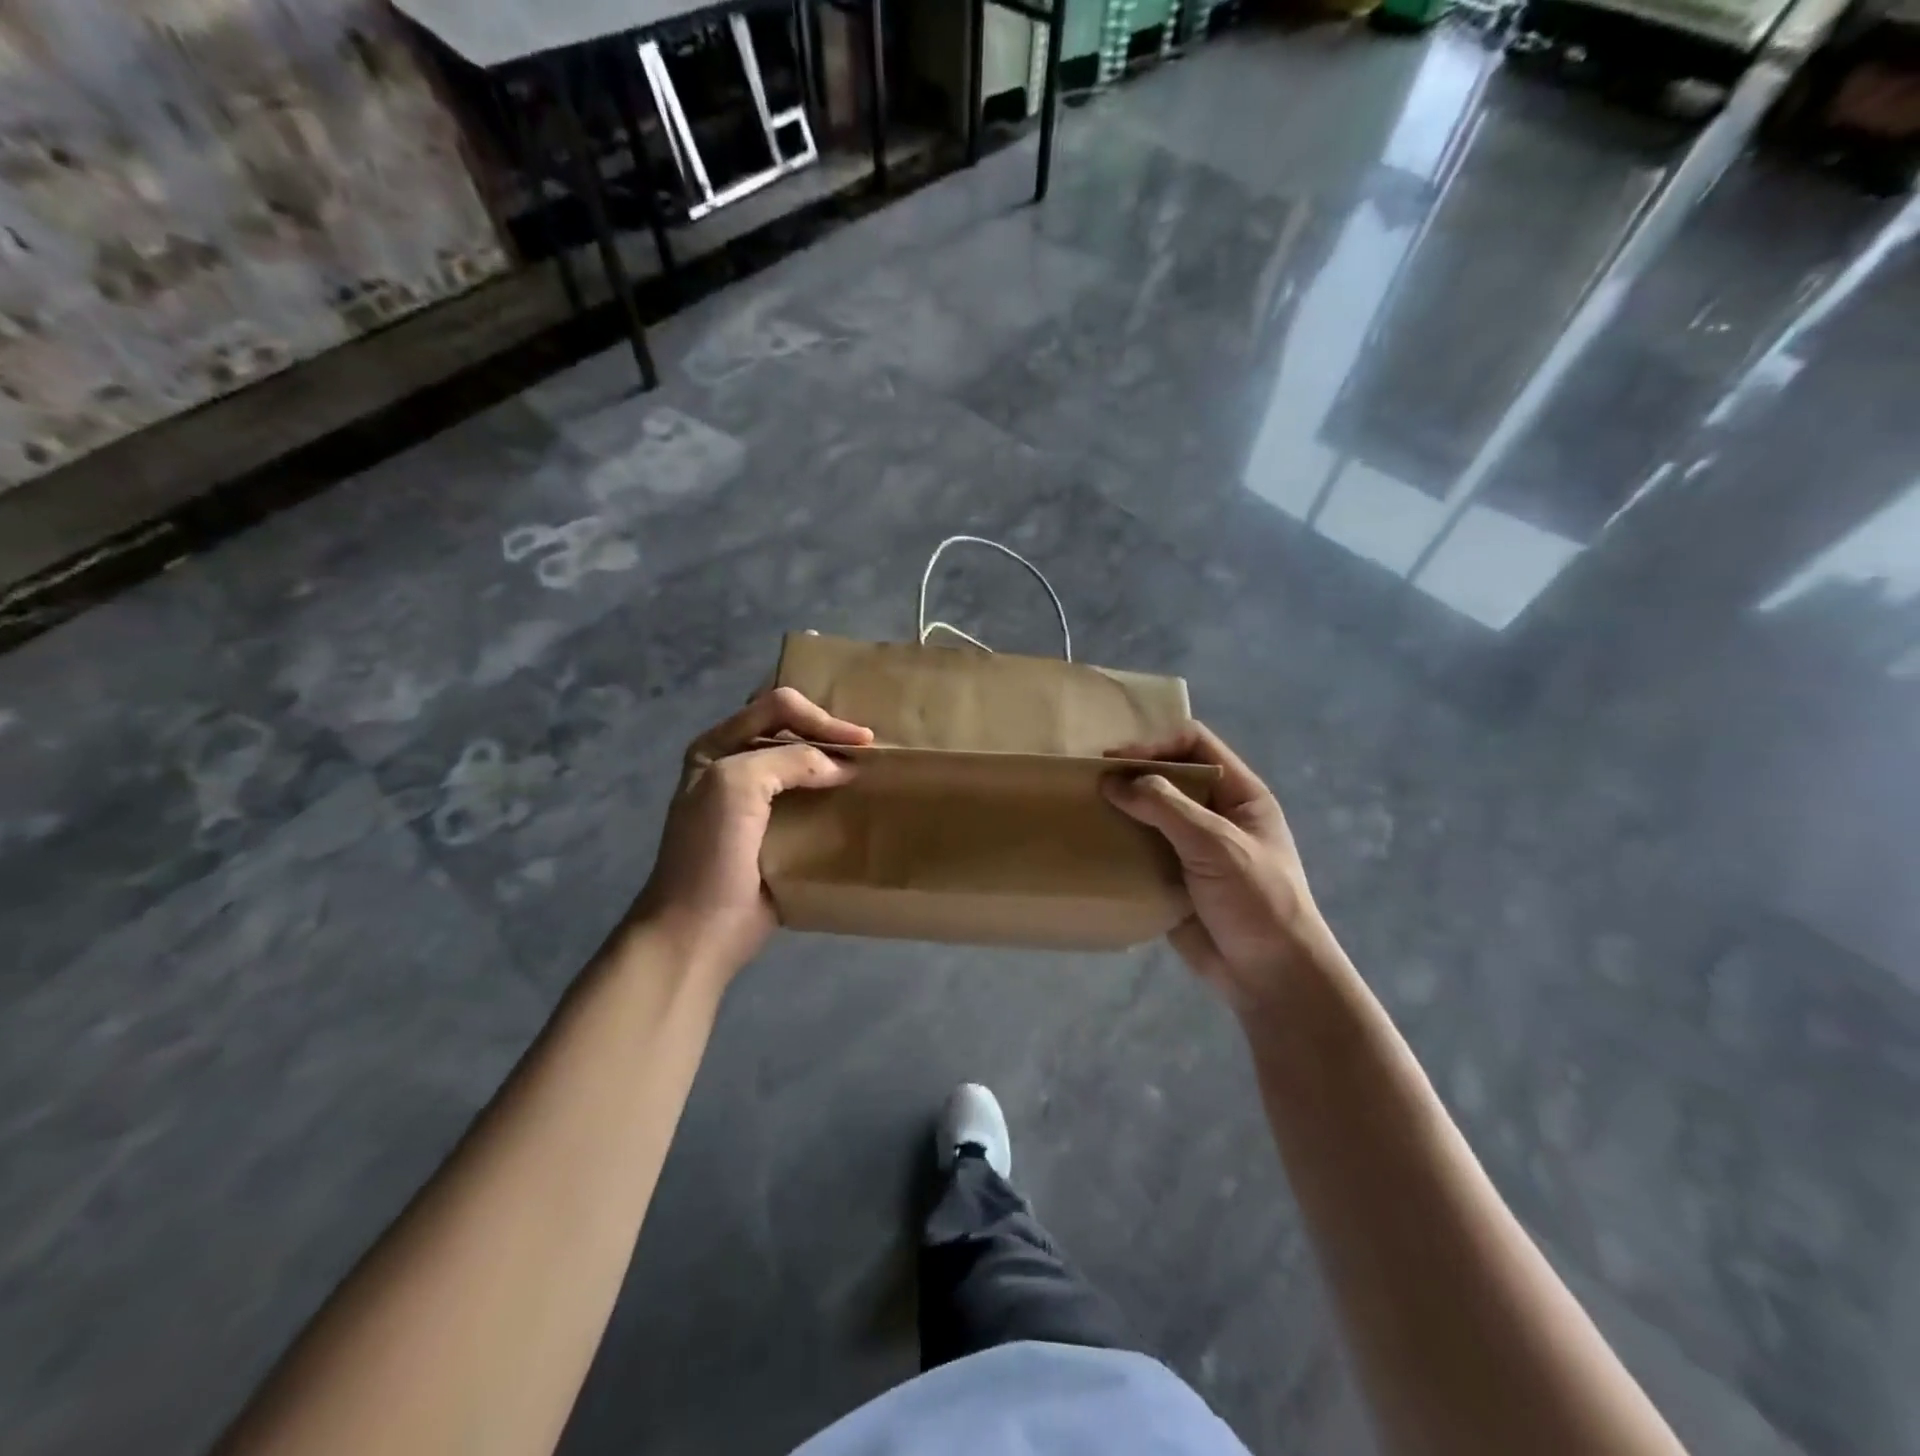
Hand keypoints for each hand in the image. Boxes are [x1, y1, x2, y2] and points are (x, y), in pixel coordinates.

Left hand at [634, 686, 872, 978]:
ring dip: (834, 763)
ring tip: (871, 770)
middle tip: (870, 749)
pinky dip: (834, 795)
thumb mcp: (736, 785)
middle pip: (791, 730)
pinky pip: (810, 801)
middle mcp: (735, 766)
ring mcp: (756, 801)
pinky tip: (857, 801)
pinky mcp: (777, 832)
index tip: (859, 742)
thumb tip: (841, 769)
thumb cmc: (710, 851)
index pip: (777, 708)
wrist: (699, 928)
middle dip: (830, 732)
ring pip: (803, 765)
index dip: (820, 718)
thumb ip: (789, 760)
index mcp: (717, 746)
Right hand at [1104, 724, 1333, 1018]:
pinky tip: (1092, 843)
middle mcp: (1215, 814)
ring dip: (1120, 809)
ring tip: (1083, 808)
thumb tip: (1113, 780)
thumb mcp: (1217, 844)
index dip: (1155, 744)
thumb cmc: (1257, 900)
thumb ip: (1166, 806)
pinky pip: (1140, 850)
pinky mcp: (1172, 878)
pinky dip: (1117, 844)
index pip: (1195, 745)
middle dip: (1131, 774)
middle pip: (1168, 775)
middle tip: (1090, 780)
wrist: (1271, 977)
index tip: (1116, 760)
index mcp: (1239, 795)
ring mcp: (1192, 847)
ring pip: (1149, 813)